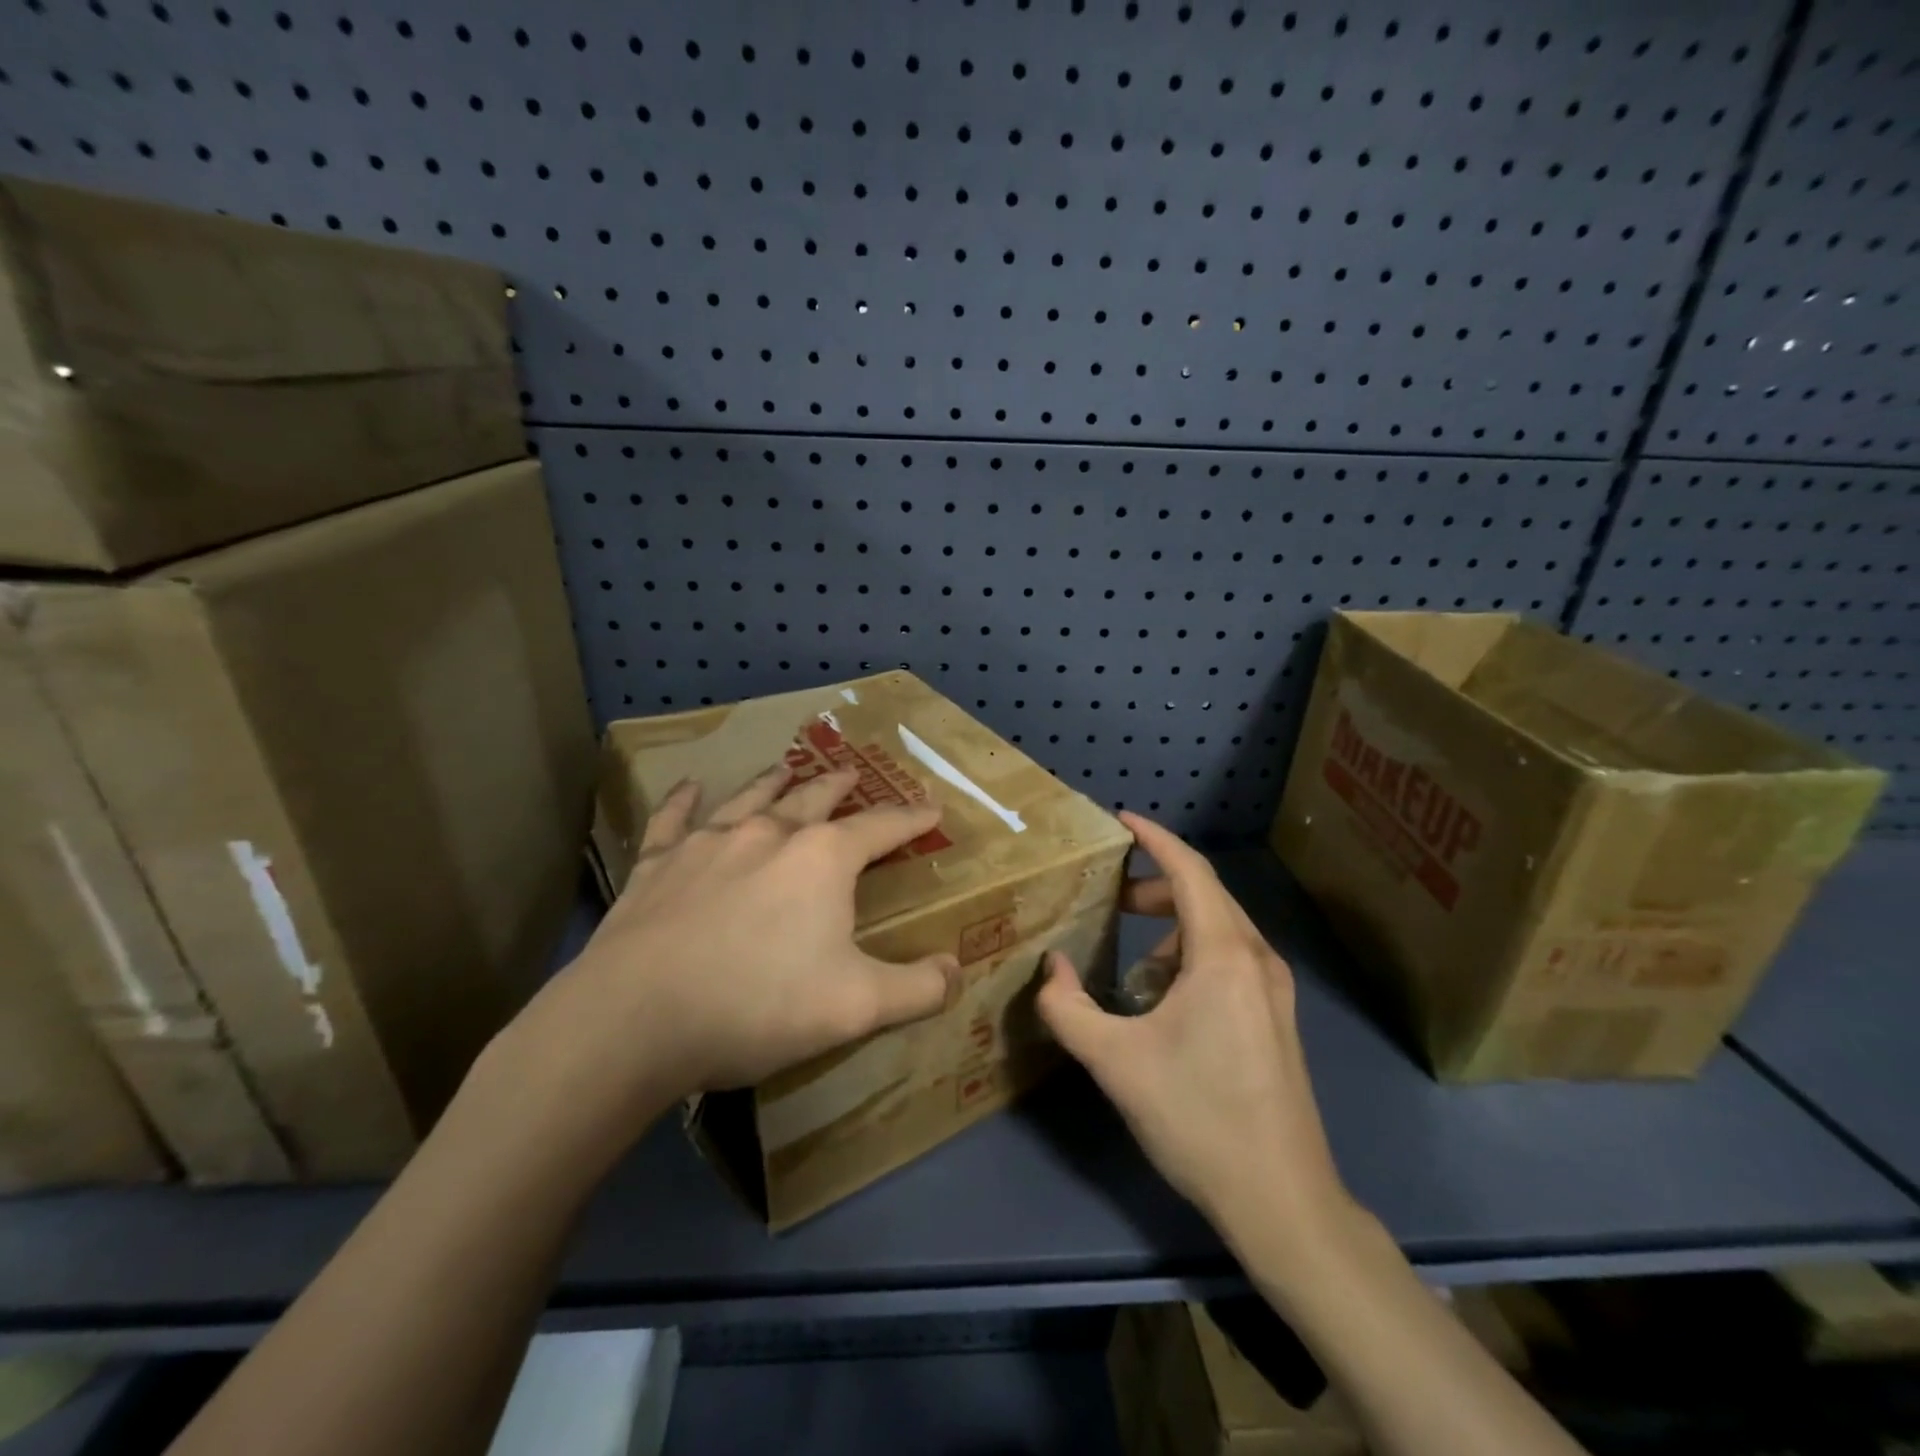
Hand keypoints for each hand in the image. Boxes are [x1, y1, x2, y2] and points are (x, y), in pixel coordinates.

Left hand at [496, 763, 960, 1151]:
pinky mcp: (657, 863)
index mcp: (823, 859)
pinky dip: (683, 800)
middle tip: (853, 773)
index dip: (912, 819)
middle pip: (815, 799)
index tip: (932, 809)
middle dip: (840, 786)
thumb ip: (917, 989)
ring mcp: (709, 842)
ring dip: (773, 781)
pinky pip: (673, 819)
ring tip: (787, 767)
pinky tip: (688, 786)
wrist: (635, 1019)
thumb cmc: (758, 1006)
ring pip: (751, 798)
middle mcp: (769, 833)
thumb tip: (956, 971)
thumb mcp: (857, 1007)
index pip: (882, 828)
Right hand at [1038, 813, 1349, 1238]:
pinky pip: (1230, 962)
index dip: (1154, 839)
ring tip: (1131, 971)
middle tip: (1110, 900)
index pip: (1189, 871)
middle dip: (1154, 889)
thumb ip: (1068, 1007)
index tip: (1121, 820)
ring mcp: (1275, 991)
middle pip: (1205, 896)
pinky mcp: (1278, 1018)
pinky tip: (1164, 1007)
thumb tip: (1050, 968)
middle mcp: (1257, 960)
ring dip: (1172, 932)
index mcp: (1224, 955)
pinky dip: (1191, 961)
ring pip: (1218, 931)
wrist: (1282, 1200)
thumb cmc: (1197, 1118)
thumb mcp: (1115, 1062)